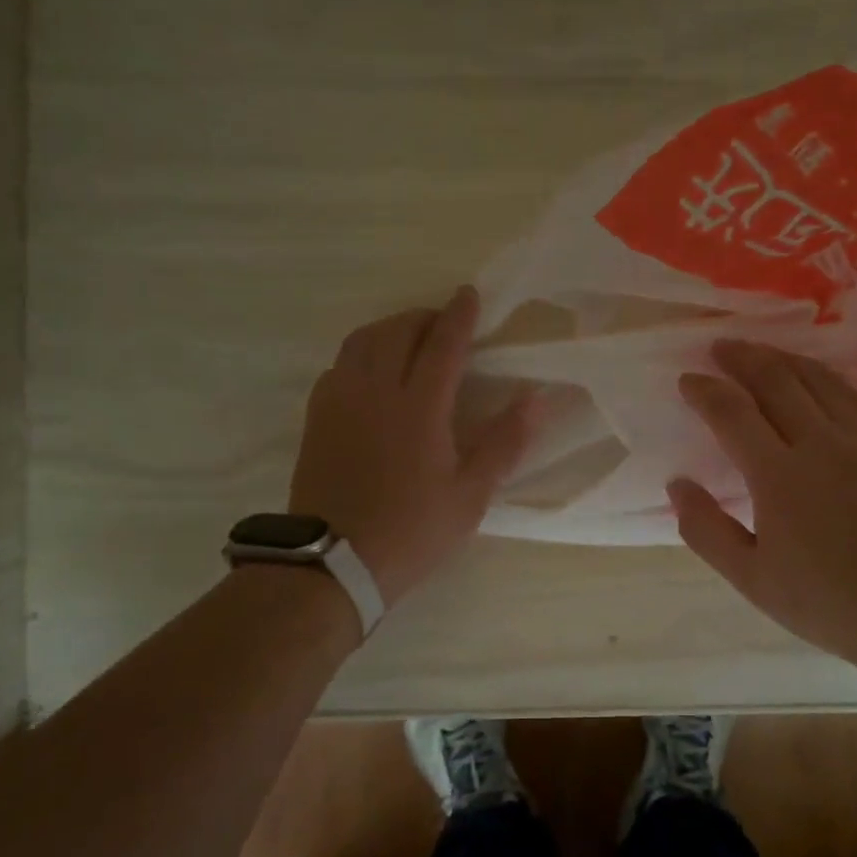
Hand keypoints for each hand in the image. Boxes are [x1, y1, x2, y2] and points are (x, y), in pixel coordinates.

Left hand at [291, 287, 531, 607]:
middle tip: (443, 323)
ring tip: (408, 339)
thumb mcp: (471, 494)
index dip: (460, 315)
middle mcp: (376, 390)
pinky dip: (360, 353)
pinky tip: (370, 372)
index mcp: (419, 407)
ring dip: (389, 328)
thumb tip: (539, 399)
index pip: (444, 343)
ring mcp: (340, 401)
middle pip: (398, 331)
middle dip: (424, 317)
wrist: (333, 562)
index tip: (470, 294)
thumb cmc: (412, 530)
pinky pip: (339, 365)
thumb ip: (504, 442)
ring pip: (362, 341)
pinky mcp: (317, 417)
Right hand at [669, 340, 856, 668]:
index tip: (688, 379)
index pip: (732, 413)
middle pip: (776, 382)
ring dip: (784, 359)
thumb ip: (706, 530)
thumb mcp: (750, 578)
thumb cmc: (824, 601)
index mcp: (778, 475)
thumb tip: (677, 485)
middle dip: (743, 358)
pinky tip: (821, 377)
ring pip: (819, 381)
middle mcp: (819, 444)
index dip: (705, 391)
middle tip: (721, 346)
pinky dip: (830, 379)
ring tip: (762, 351)